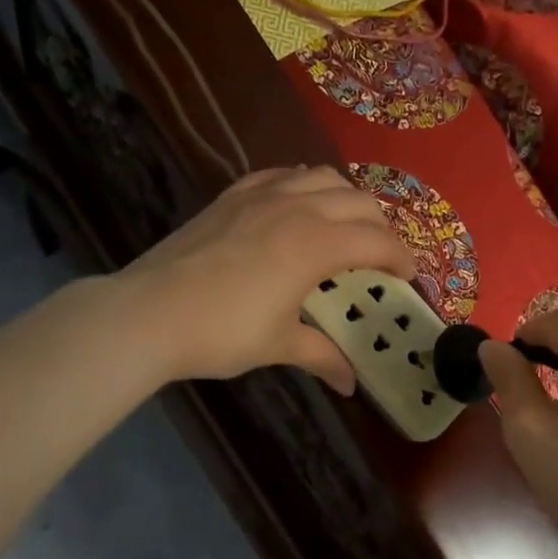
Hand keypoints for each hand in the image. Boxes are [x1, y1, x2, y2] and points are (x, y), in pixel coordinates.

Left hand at [120, 166, 416, 393]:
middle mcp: (296, 208)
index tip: (409, 276)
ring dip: (345, 198)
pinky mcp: (232, 195)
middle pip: (358, 201)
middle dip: (380, 226)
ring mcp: (261, 195)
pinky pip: (281, 174)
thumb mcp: (278, 345)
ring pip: (321, 177)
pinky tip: (298, 203)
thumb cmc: (221, 333)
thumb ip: (321, 355)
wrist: (148, 313)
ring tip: (345, 225)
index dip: (401, 257)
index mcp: (315, 245)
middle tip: (381, 256)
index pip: (377, 240)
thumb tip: (350, 384)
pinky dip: (302, 184)